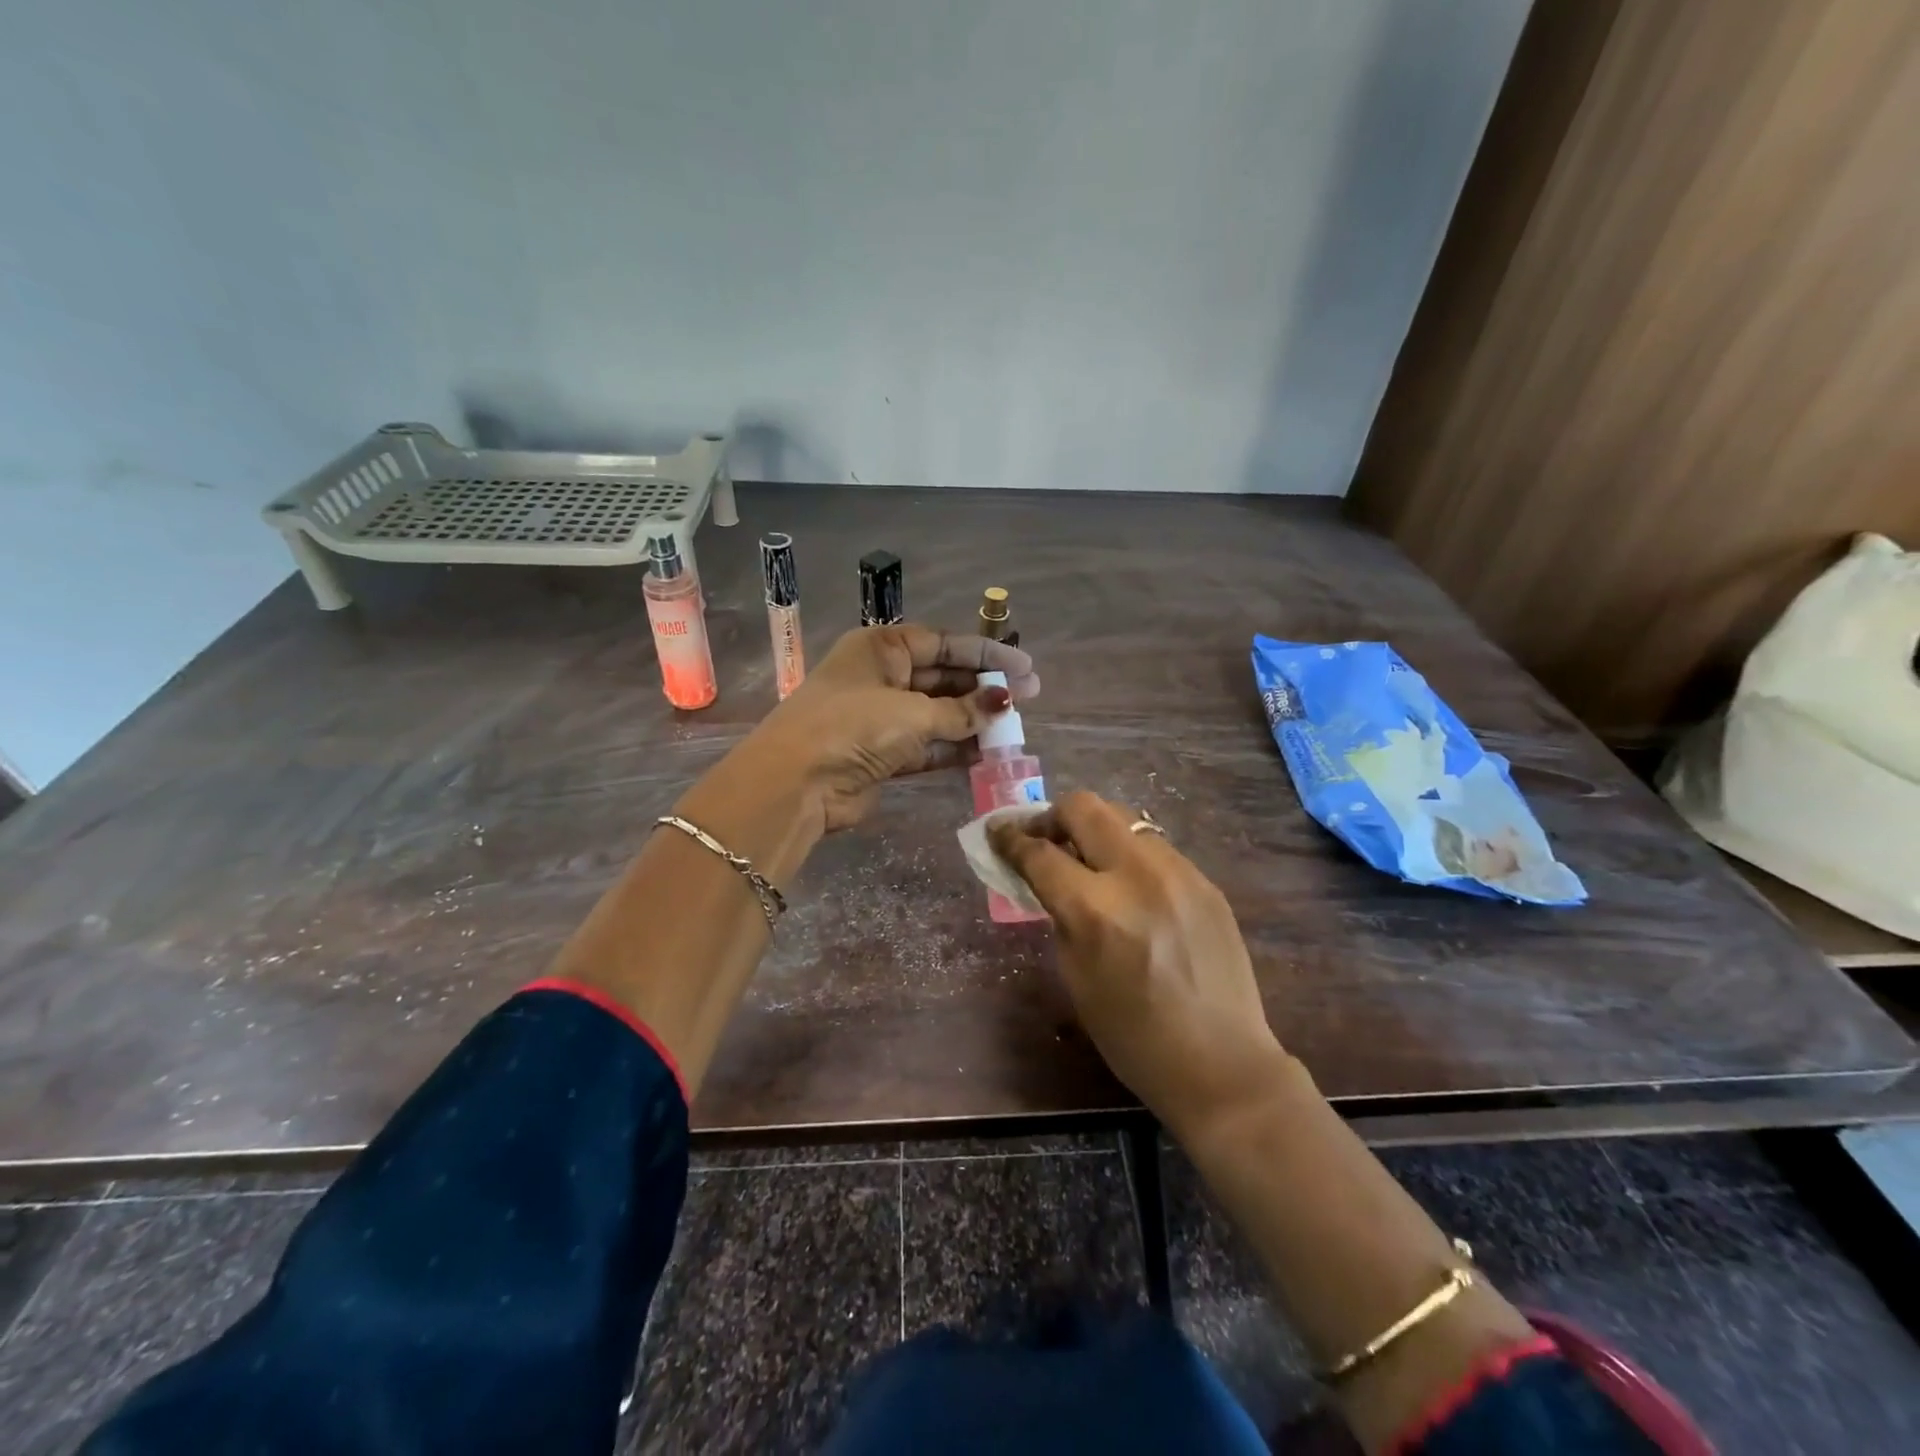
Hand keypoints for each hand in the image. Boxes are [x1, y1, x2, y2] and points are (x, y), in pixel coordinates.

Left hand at [739, 624, 1038, 831]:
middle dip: (983, 689)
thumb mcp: (911, 712)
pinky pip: (928, 745)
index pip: (943, 643)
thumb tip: (1003, 704)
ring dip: (973, 720)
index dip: (985, 655)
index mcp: (881, 647)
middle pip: (942, 677)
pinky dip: (955, 748)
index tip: (1024, 667)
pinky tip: (989, 752)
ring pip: (938, 713)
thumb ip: (960, 711)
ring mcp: (880, 717)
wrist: (796, 784)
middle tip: (1029, 698)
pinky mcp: (883, 754)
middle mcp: (881, 676)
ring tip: (1014, 726)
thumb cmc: (852, 726)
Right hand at [990, 791, 1288, 1137]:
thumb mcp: (1075, 975)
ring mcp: (1179, 872)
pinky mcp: (1205, 881)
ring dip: (1095, 831)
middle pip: (1084, 808)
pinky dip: (1129, 855)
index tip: (996, 832)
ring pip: (1123, 819)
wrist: (1221, 1064)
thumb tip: (1048, 876)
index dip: (1010, 839)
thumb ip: (1060, 915)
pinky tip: (1130, 887)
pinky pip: (1155, 848)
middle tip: (1043, 838)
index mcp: (1094, 910)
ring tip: (1087, 860)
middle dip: (1052, 816)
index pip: (1040, 853)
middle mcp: (1137, 876)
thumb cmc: (1132, 1036)